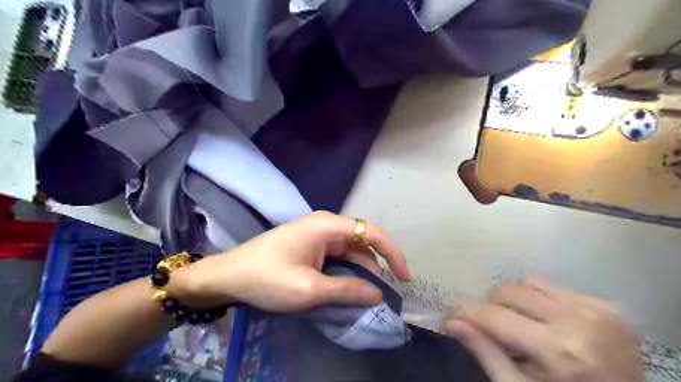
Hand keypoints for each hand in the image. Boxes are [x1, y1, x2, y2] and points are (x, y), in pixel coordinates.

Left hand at [174, 212, 410, 313]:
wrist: (228, 276)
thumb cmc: (267, 278)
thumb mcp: (310, 289)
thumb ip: (347, 290)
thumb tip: (378, 294)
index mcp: (328, 225)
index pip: (372, 232)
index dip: (393, 253)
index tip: (404, 278)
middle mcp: (326, 225)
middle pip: (363, 242)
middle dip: (377, 267)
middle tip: (383, 295)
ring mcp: (318, 235)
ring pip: (351, 252)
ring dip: (361, 272)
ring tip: (366, 297)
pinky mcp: (311, 246)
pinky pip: (338, 257)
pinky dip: (346, 272)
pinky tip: (347, 289)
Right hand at [442, 278, 644, 380]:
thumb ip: (485, 352)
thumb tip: (451, 322)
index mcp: (557, 349)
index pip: (493, 316)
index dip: (465, 313)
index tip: (449, 317)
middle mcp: (576, 320)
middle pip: (507, 291)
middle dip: (489, 307)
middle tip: (490, 327)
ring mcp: (595, 309)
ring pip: (527, 283)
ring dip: (514, 301)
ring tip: (520, 324)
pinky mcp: (605, 305)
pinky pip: (551, 286)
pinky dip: (538, 299)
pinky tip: (545, 320)